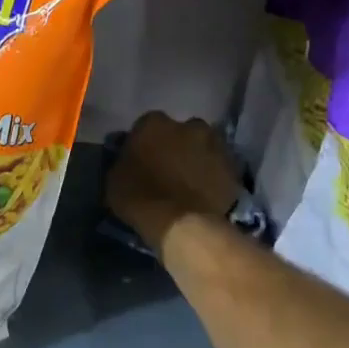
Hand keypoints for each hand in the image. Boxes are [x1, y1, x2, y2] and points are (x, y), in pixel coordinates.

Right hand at [106, 112, 241, 254]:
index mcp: (154, 123)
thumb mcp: (114, 178)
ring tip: (190, 181)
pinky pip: (219, 167)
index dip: (144, 142)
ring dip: (197, 158)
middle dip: (176, 145)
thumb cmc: (140, 197)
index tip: (142, 158)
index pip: (146, 125)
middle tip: (169, 167)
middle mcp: (188, 125)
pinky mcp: (233, 166)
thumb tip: (129, 158)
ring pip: (203, 146)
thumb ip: (124, 161)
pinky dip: (213, 175)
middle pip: (180, 131)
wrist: (182, 223)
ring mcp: (215, 144)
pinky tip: (205, 192)